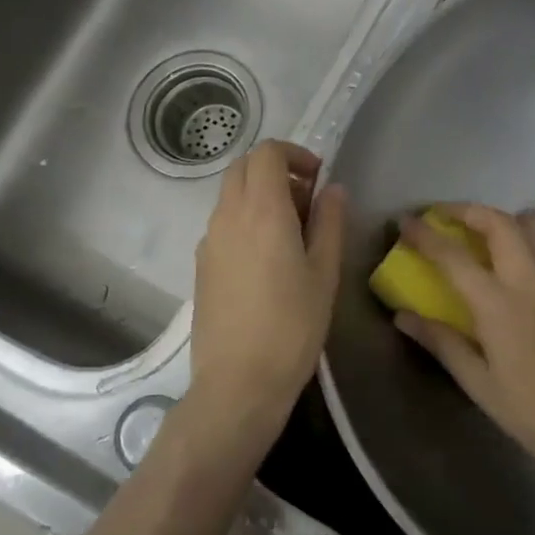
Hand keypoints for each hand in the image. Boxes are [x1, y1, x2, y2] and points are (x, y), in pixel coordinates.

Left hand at [188, 141, 345, 441]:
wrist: (239, 381)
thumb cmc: (292, 326)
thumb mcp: (324, 273)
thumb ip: (329, 222)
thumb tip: (332, 190)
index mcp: (262, 210)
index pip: (267, 153)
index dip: (295, 155)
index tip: (318, 179)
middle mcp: (227, 216)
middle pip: (243, 167)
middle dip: (276, 170)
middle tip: (307, 202)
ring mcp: (208, 241)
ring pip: (230, 195)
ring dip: (260, 195)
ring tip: (291, 233)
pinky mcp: (201, 265)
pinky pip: (223, 223)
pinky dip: (245, 220)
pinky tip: (267, 260)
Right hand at [395, 204, 534, 491]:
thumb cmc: (531, 412)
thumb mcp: (477, 383)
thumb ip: (441, 342)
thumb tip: (402, 315)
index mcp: (499, 305)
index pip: (453, 256)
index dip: (425, 235)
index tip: (404, 221)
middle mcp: (530, 281)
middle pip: (499, 223)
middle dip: (466, 210)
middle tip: (440, 216)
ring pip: (527, 228)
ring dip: (495, 219)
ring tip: (472, 230)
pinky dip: (518, 237)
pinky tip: (506, 259)